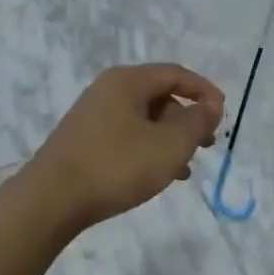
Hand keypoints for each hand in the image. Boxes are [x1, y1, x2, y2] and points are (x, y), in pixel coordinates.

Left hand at [25, 65, 224, 233]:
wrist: (51, 200)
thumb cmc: (116, 165)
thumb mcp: (169, 144)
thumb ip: (196, 122)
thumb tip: (210, 105)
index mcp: (127, 81)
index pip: (175, 74)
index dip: (204, 91)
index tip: (223, 114)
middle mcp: (107, 91)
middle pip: (159, 96)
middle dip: (187, 119)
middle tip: (206, 145)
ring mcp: (92, 117)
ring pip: (143, 120)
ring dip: (169, 139)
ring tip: (185, 167)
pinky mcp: (83, 142)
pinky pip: (127, 137)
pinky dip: (148, 150)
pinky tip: (157, 176)